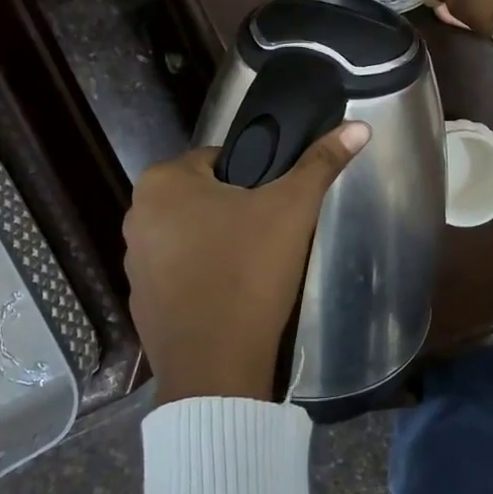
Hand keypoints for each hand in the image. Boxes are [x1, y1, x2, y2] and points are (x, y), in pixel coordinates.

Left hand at [125, 122, 371, 403]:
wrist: (216, 367)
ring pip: (190, 234)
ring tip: (254, 267)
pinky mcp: (141, 301)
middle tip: (271, 235)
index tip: (276, 204)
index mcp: (163, 182)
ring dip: (218, 243)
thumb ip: (321, 163)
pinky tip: (231, 295)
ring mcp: (133, 262)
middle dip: (236, 211)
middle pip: (203, 197)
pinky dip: (203, 276)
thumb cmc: (249, 272)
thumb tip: (358, 126)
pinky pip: (179, 273)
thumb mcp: (292, 209)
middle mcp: (137, 215)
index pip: (219, 159)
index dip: (254, 178)